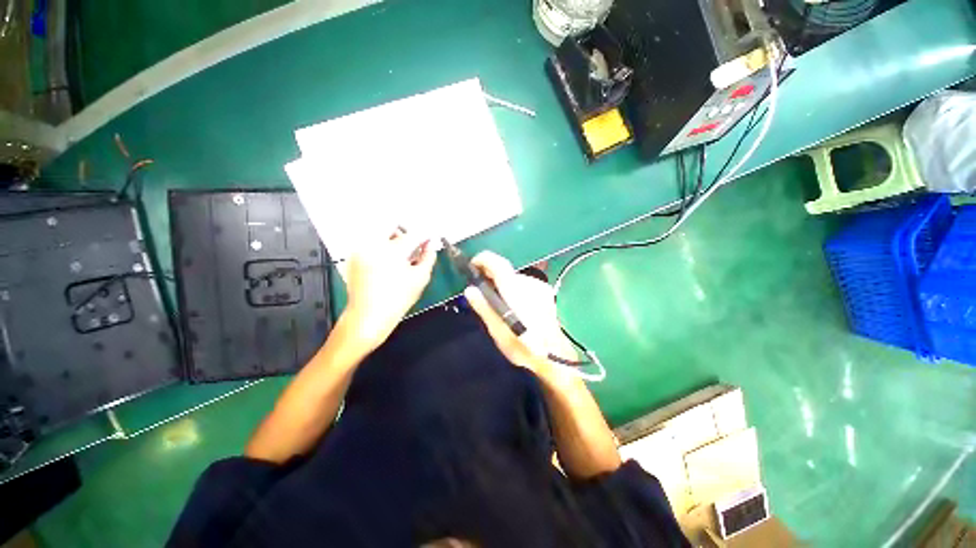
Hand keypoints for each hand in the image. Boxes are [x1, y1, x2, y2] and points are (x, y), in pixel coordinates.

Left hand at [341, 228, 435, 349]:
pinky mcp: (354, 257)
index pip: (414, 234)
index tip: (430, 239)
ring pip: (381, 234)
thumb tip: (431, 246)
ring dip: (393, 240)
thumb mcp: (420, 278)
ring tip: (401, 256)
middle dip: (406, 234)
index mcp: (393, 250)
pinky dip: (382, 247)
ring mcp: (361, 250)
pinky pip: (371, 244)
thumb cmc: (398, 299)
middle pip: (393, 227)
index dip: (425, 235)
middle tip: (414, 246)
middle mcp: (374, 244)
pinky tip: (388, 262)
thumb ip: (428, 257)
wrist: (368, 316)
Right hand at [463, 251, 577, 370]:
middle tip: (482, 290)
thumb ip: (483, 307)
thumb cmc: (523, 345)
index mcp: (515, 290)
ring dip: (503, 284)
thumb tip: (470, 289)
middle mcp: (529, 283)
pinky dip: (514, 289)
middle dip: (491, 276)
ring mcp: (540, 287)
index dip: (484, 259)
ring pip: (515, 278)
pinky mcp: (545, 293)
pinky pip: (524, 284)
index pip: (498, 263)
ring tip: (498, 303)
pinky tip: (514, 306)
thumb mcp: (498, 330)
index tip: (473, 265)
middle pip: (506, 271)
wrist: (554, 355)